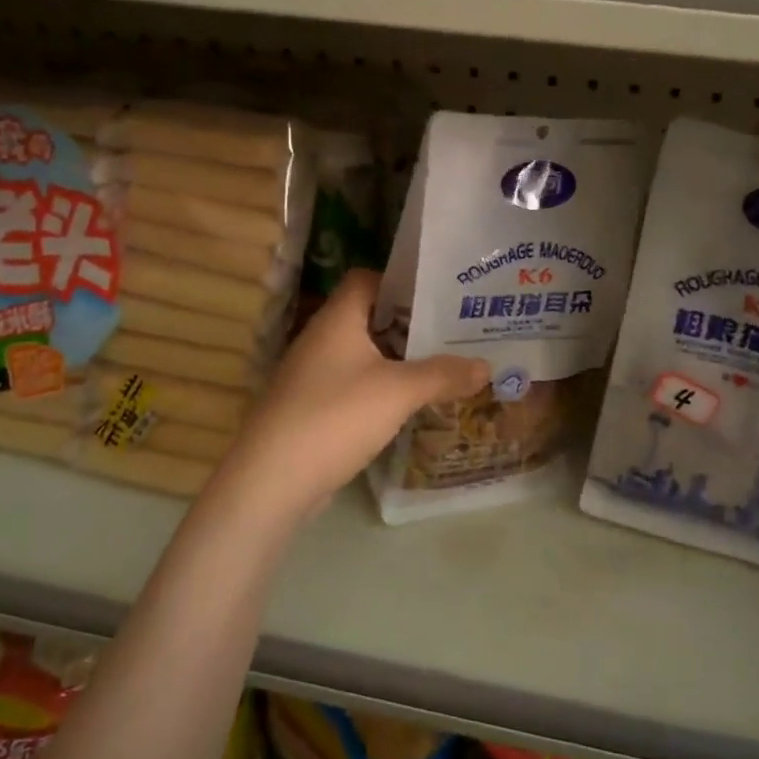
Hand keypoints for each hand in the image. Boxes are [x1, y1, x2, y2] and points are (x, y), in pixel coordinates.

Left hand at [215, 270, 489, 517]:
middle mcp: (322, 339)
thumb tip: (486, 366)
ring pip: (364, 354)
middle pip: (370, 317)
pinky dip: (382, 388)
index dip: (402, 281)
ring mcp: (314, 375)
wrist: (272, 480)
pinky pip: (355, 384)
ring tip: (443, 365)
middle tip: (455, 331)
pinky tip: (410, 403)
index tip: (441, 295)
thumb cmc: (336, 417)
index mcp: (337, 319)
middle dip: (411, 324)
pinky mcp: (313, 407)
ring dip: (399, 359)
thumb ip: (443, 375)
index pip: (367, 278)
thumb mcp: (399, 392)